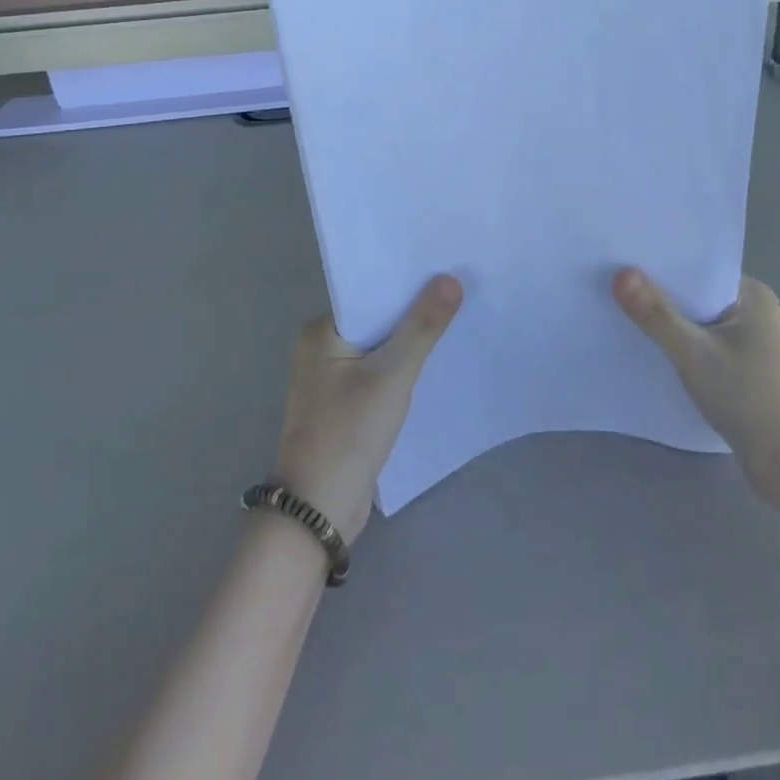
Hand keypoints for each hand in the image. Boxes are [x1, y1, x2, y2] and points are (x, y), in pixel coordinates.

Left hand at [271, 275, 462, 542]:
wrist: (318, 514)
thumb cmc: (348, 434)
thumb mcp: (392, 375)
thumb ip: (422, 326)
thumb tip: (451, 278)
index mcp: (321, 332)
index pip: (370, 292)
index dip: (408, 280)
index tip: (446, 265)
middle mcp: (322, 349)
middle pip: (378, 318)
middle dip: (415, 309)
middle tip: (462, 288)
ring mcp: (333, 380)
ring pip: (382, 347)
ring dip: (412, 340)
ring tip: (458, 317)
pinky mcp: (347, 407)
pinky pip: (381, 373)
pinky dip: (405, 367)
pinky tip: (437, 361)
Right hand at [612, 269, 779, 505]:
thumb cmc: (750, 398)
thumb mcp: (695, 353)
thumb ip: (657, 314)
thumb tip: (620, 273)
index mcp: (751, 294)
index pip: (697, 268)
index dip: (660, 265)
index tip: (620, 260)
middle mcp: (752, 313)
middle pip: (694, 296)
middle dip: (658, 295)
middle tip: (610, 285)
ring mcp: (749, 345)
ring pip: (696, 325)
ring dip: (667, 325)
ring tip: (619, 314)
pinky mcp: (741, 374)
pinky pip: (701, 349)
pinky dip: (678, 349)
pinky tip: (648, 352)